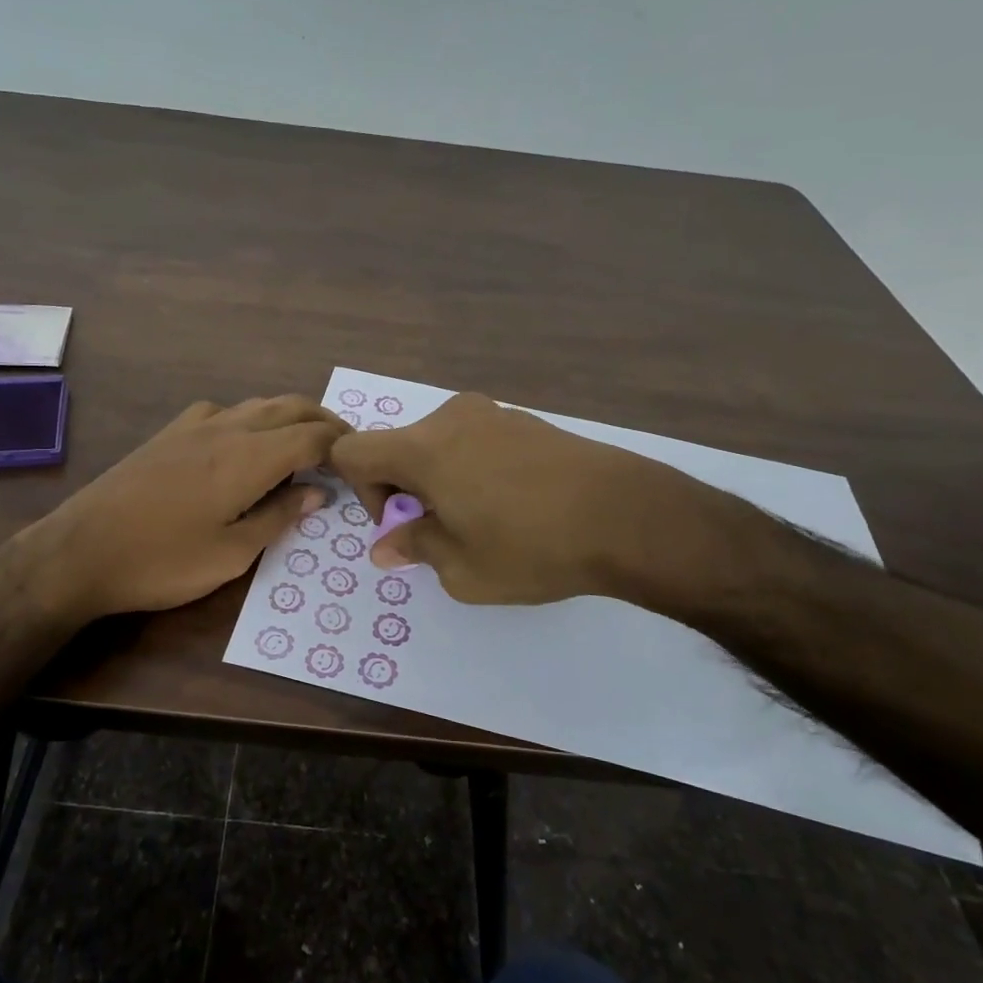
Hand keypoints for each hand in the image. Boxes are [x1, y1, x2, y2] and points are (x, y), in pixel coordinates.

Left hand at [24, 396, 346, 621]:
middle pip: (290, 407)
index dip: (343, 446)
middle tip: (344, 449)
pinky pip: (225, 411)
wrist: (81, 550)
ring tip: (305, 444)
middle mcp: (227, 428)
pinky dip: (252, 418)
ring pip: (258, 405)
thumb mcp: (231, 554)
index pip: (313, 436)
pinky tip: (244, 443)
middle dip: (324, 422)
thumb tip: (316, 492)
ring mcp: (195, 425)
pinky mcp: (170, 432)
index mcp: (249, 457)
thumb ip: (278, 517)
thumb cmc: (162, 561)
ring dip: (290, 417)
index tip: (359, 465)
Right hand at [330, 392, 780, 617]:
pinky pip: (475, 441)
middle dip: (405, 490)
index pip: (353, 452)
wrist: (628, 516)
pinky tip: (515, 505)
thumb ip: (415, 547)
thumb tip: (386, 546)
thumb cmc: (532, 547)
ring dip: (440, 480)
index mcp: (423, 448)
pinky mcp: (527, 421)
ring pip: (438, 445)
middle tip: (443, 533)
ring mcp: (493, 414)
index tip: (403, 524)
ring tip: (483, 522)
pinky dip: (473, 469)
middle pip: (398, 447)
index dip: (362, 492)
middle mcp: (451, 418)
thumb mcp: (462, 569)